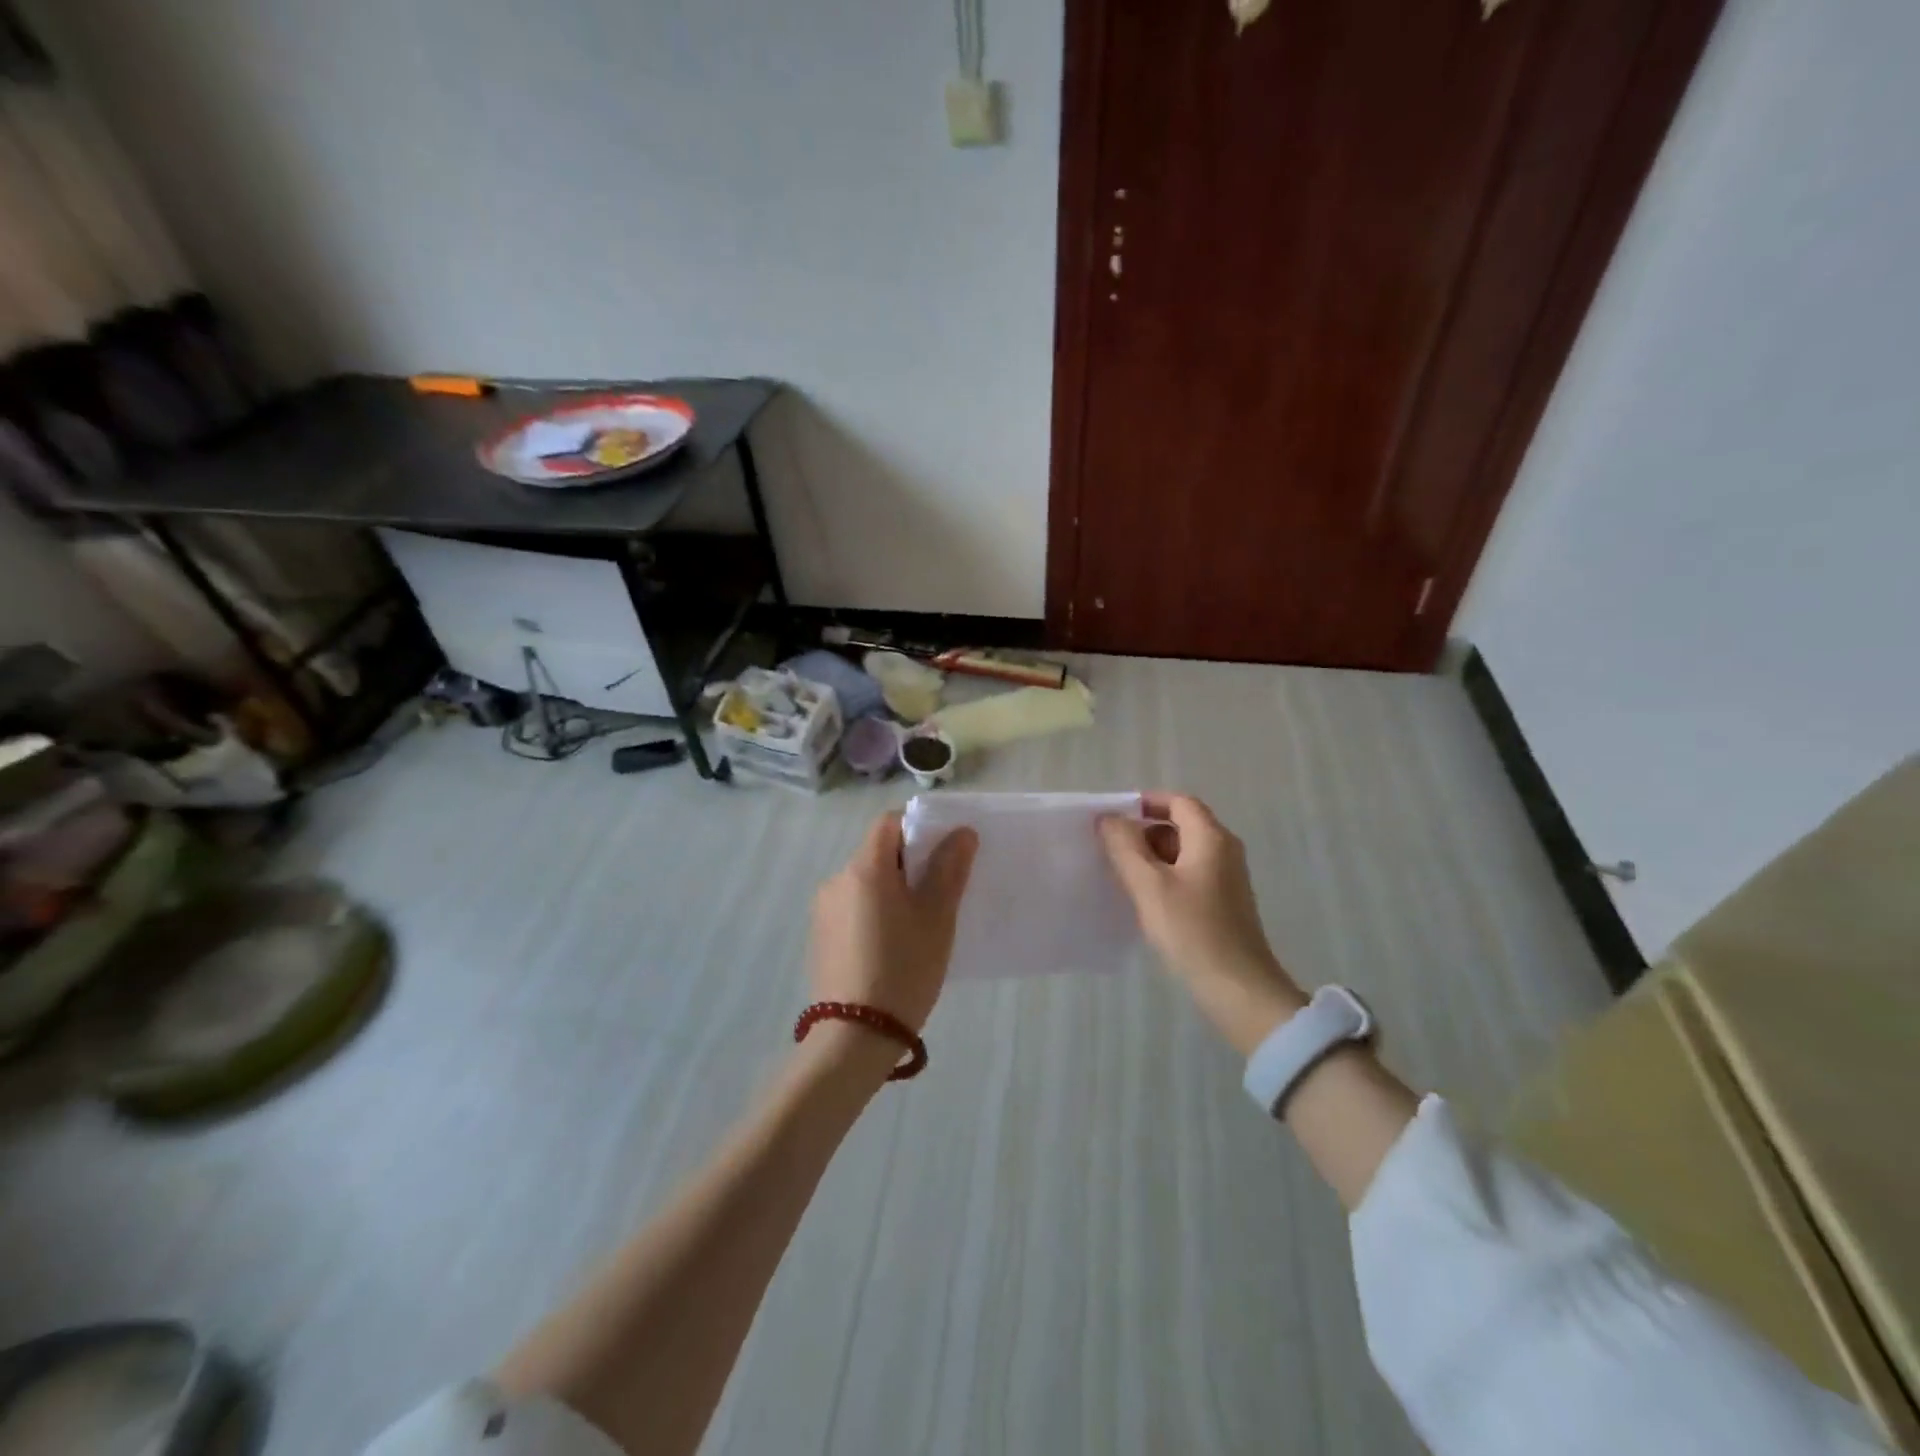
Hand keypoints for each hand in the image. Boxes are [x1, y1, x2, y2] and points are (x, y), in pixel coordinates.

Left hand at [807, 812, 978, 1040]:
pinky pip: (853, 909)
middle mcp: (836, 880)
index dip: (918, 828)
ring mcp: (824, 910)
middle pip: (877, 853)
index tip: (942, 855)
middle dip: (909, 865)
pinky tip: (891, 948)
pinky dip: (874, 914)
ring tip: (917, 927)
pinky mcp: (820, 938)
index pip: (889, 823)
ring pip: (866, 884)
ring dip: (892, 891)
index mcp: (864, 868)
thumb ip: (949, 868)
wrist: (855, 1037)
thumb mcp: (937, 917)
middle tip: (939, 895)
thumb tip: (961, 832)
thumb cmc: (904, 967)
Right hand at [1100, 794, 1305, 1054]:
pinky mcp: (1224, 903)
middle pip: (1181, 825)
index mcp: (1211, 838)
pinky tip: (1145, 900)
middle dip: (1145, 832)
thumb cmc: (1191, 930)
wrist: (1237, 988)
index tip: (1114, 818)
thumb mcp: (1148, 885)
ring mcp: (1227, 878)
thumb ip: (1124, 846)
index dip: (1146, 803)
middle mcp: (1224, 850)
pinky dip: (1165, 877)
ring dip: (1152, 857)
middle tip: (1112, 850)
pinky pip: (1190, 875)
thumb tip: (1109, 819)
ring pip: (1183, 852)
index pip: (1178, 802)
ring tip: (1122, 876)